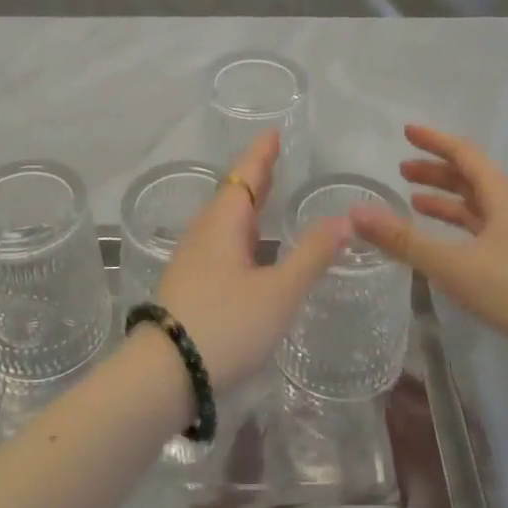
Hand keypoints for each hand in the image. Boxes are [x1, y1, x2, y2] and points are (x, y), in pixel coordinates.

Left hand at [153, 130, 346, 390]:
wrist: (164, 375)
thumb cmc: (226, 325)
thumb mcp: (279, 292)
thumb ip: (311, 255)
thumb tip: (343, 218)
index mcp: (224, 223)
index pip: (247, 175)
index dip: (262, 154)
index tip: (274, 133)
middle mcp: (204, 232)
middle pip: (232, 193)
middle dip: (254, 176)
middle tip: (274, 158)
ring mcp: (191, 258)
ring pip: (222, 219)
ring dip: (245, 203)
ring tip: (264, 197)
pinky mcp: (187, 283)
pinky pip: (217, 240)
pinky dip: (238, 230)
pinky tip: (245, 249)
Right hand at [349, 124, 507, 393]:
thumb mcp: (452, 264)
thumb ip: (403, 240)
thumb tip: (355, 213)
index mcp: (501, 194)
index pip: (464, 153)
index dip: (434, 140)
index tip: (406, 132)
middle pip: (470, 176)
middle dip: (435, 170)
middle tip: (402, 170)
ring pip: (477, 203)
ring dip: (446, 198)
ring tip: (414, 201)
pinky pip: (483, 228)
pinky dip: (458, 225)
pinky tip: (443, 241)